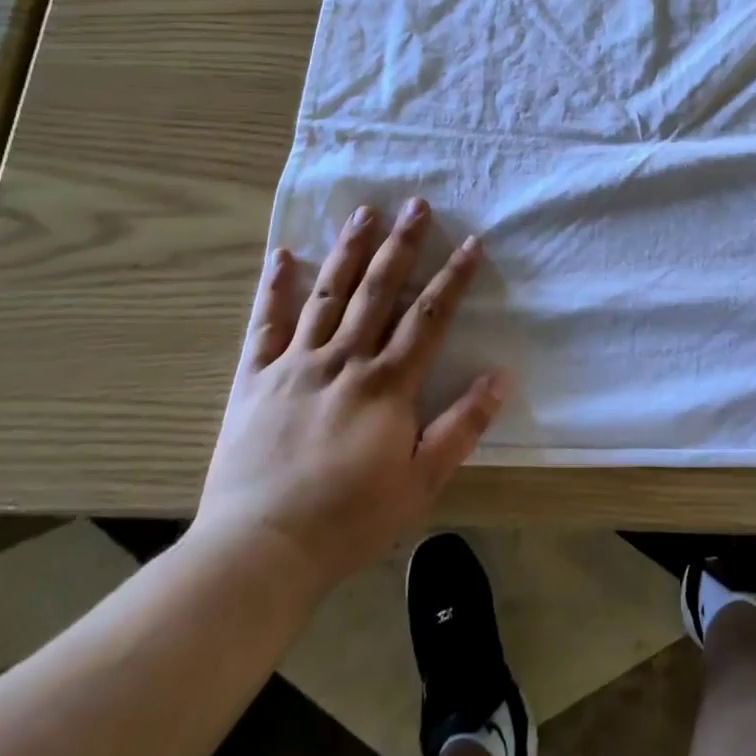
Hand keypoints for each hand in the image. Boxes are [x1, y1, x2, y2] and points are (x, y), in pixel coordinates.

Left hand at [189, 200, 508, 603]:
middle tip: (416, 203)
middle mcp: (343, 360)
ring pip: (328, 294)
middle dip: (401, 244)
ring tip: (363, 211)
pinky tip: (283, 255)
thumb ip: (462, 425)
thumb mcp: (421, 482)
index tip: (470, 242)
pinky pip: (265, 324)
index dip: (453, 277)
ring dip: (348, 250)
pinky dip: (275, 288)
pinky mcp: (254, 379)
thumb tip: (501, 375)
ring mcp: (295, 364)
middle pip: (378, 290)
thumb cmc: (348, 520)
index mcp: (386, 384)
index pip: (428, 317)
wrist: (257, 552)